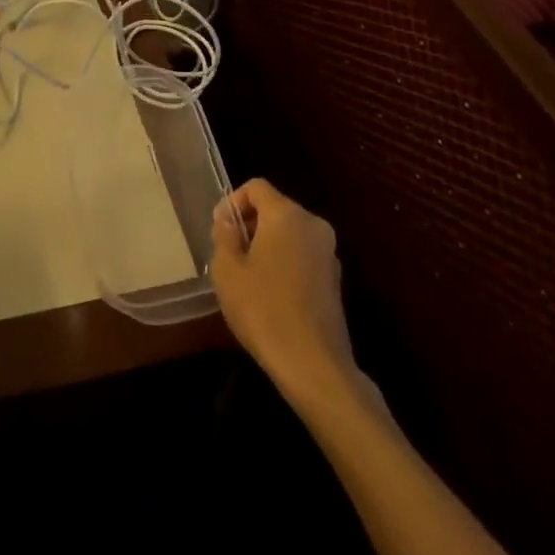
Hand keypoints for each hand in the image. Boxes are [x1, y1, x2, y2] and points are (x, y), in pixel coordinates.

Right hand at [212, 179, 367, 408]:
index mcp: (287, 214)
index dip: (233, 201)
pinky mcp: (334, 281)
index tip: (219, 229)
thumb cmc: (263, 309)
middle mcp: (313, 225)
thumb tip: (228, 220)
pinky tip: (270, 294)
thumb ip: (224, 235)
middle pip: (275, 208)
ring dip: (267, 245)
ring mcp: (328, 254)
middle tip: (229, 253)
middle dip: (249, 224)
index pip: (256, 187)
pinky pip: (302, 256)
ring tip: (247, 276)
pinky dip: (284, 263)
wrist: (314, 366)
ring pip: (289, 233)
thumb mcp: (227, 269)